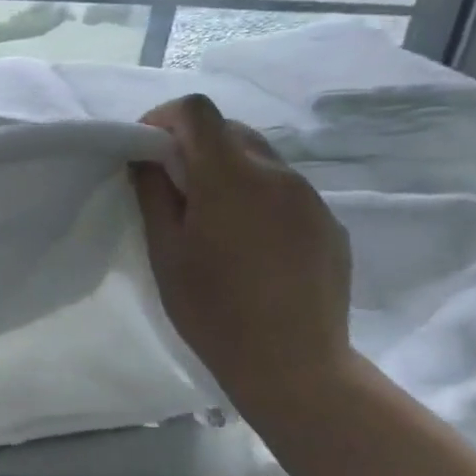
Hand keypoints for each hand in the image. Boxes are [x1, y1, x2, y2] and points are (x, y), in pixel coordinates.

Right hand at [132, 94, 351, 405]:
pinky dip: (258, 198)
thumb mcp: (165, 252)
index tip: (146, 151)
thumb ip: (154, 193)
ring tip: (213, 221)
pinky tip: (250, 245)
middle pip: (230, 130)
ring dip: (228, 171)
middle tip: (174, 189)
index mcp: (230, 176)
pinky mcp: (329, 223)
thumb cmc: (213, 310)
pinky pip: (285, 191)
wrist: (293, 364)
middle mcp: (277, 173)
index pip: (197, 111)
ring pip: (261, 159)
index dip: (164, 119)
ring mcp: (310, 198)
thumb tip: (147, 158)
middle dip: (195, 146)